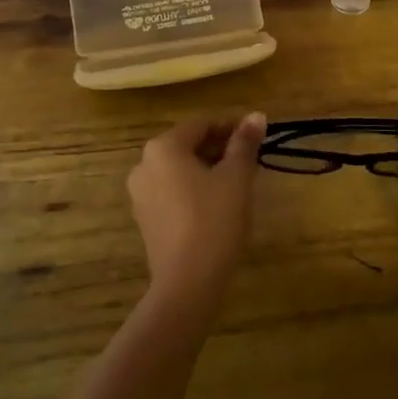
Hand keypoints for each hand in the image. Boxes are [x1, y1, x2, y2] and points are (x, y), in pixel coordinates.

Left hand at [127, 113, 265, 304]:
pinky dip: (193, 189)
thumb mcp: (236, 178)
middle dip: (219, 147)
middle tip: (250, 159)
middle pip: (187, 144)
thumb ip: (245, 143)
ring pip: (179, 169)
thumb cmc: (214, 221)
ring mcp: (140, 193)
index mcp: (163, 147)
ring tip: (237, 181)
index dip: (231, 126)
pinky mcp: (145, 218)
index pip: (201, 123)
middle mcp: (144, 164)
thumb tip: (257, 115)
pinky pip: (172, 191)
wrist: (187, 282)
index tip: (257, 136)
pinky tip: (217, 204)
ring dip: (207, 168)